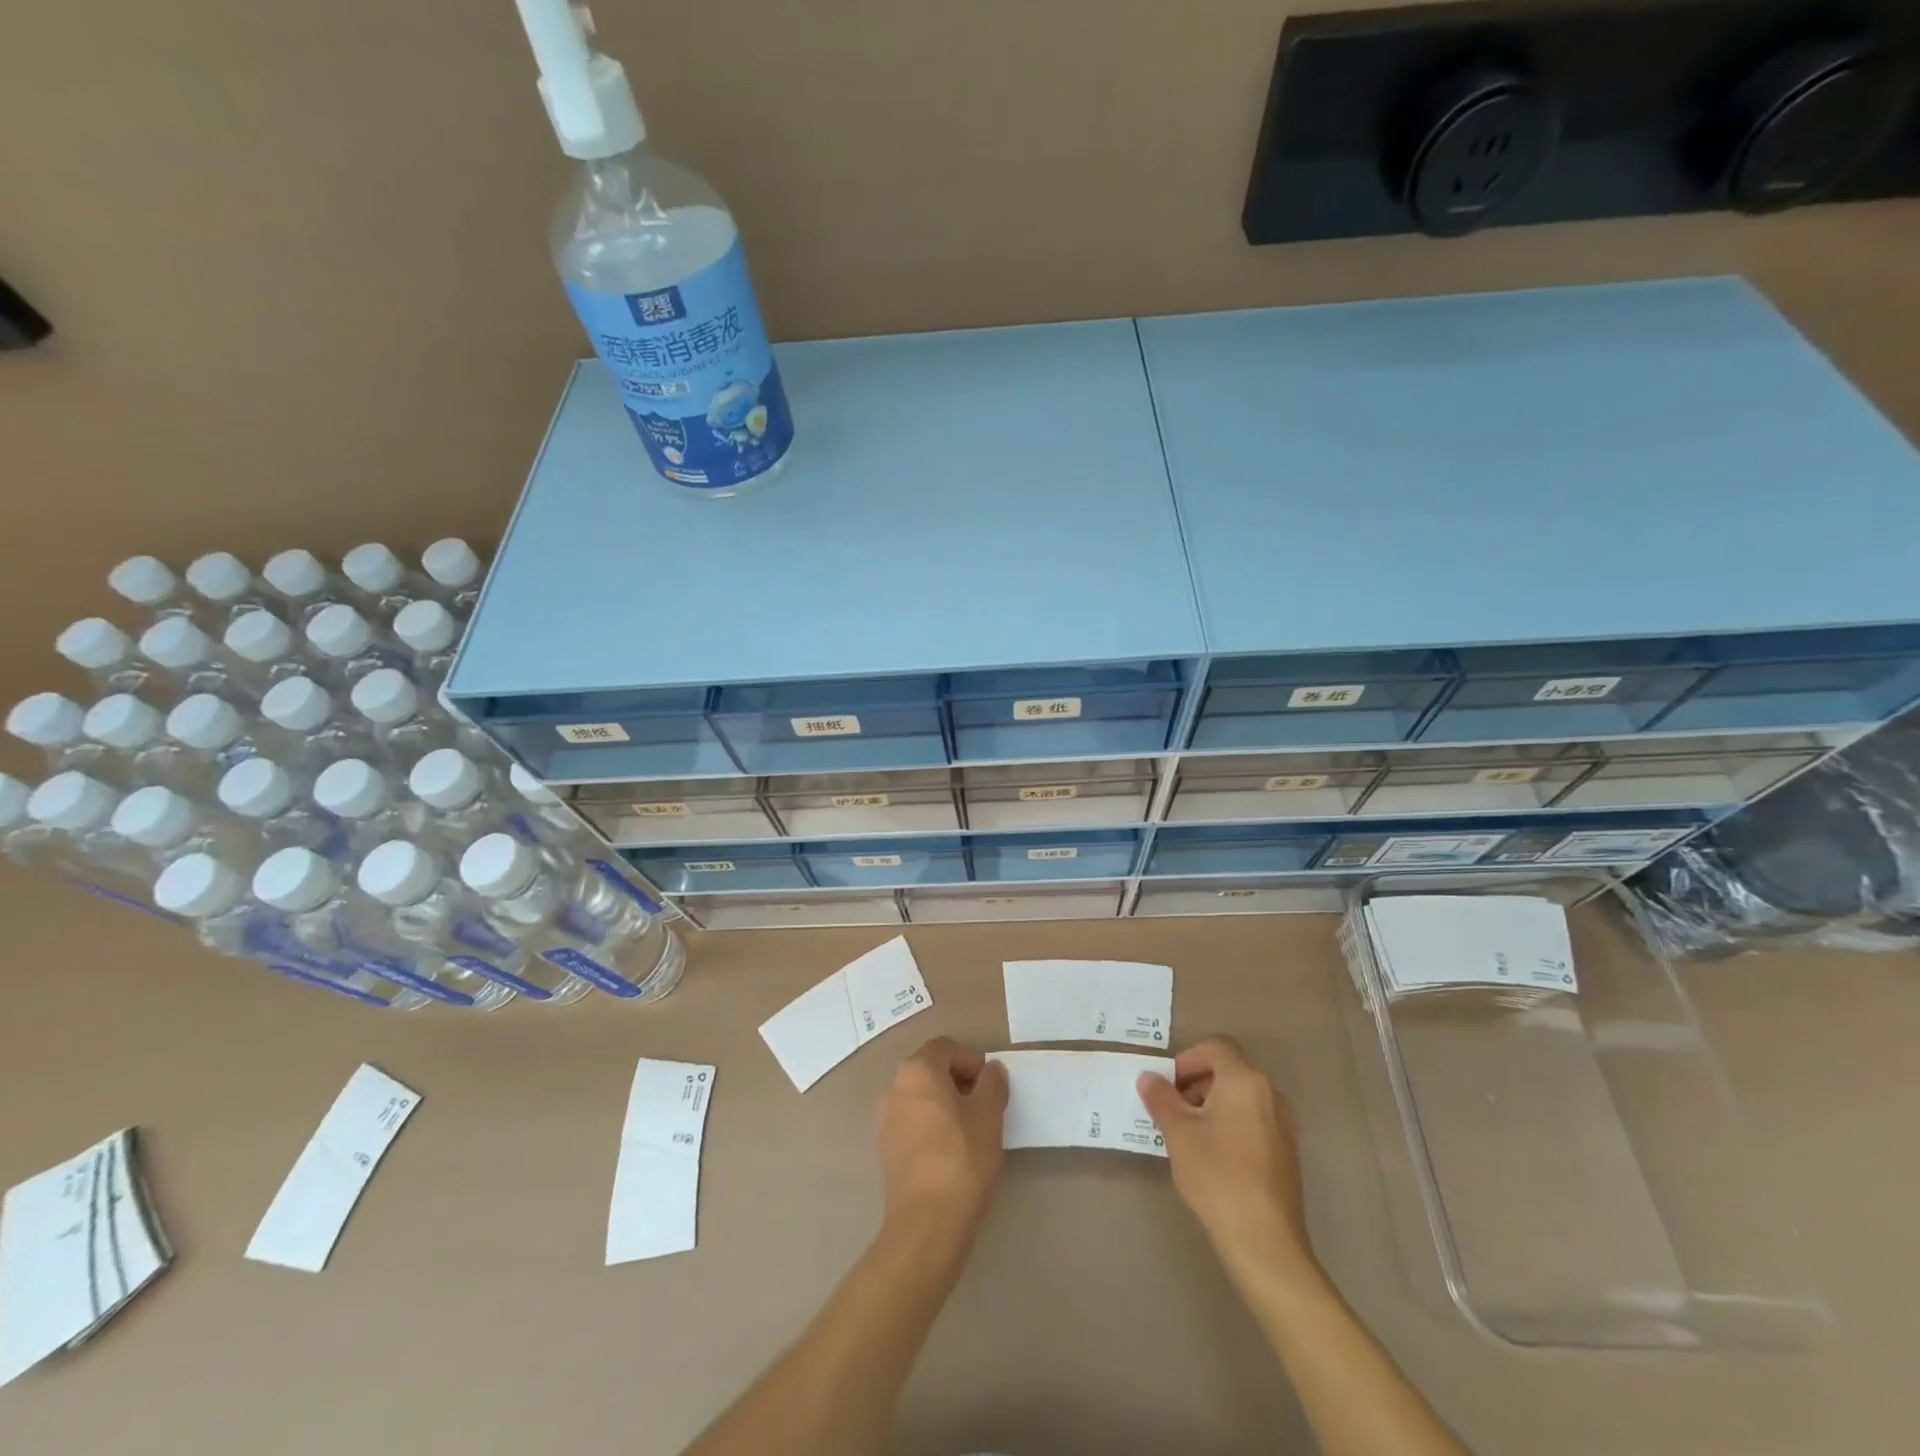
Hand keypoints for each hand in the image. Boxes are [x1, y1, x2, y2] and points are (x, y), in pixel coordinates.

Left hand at [877, 1038, 1008, 1244]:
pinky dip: (931, 1126)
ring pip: (920, 1098)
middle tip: (984, 1106)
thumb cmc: (962, 1158)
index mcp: (917, 1071)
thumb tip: (991, 1071)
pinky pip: (912, 1123)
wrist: (926, 1223)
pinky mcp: (885, 1150)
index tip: (990, 1086)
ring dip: (944, 1104)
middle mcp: (895, 1088)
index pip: (945, 1047)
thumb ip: (993, 1084)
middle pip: (930, 1070)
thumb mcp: (989, 1115)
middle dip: (958, 1081)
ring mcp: (885, 1120)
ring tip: (970, 1131)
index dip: (971, 1060)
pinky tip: (951, 1152)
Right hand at [1137, 1036, 1314, 1280]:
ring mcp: (1283, 1124)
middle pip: (1229, 1070)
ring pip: (1241, 1096)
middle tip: (1172, 1108)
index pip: (1216, 1047)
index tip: (1168, 1086)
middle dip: (1196, 1082)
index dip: (1187, 1059)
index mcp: (1245, 1081)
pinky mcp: (1286, 1152)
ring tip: (1188, 1134)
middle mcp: (1270, 1094)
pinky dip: (1230, 1123)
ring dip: (1212, 1103)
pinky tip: (1212, 1155)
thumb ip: (1161, 1099)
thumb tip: (1149, 1078)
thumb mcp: (1178, 1133)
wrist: (1265, 1242)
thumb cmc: (1218, 1175)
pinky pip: (1253, 1119)